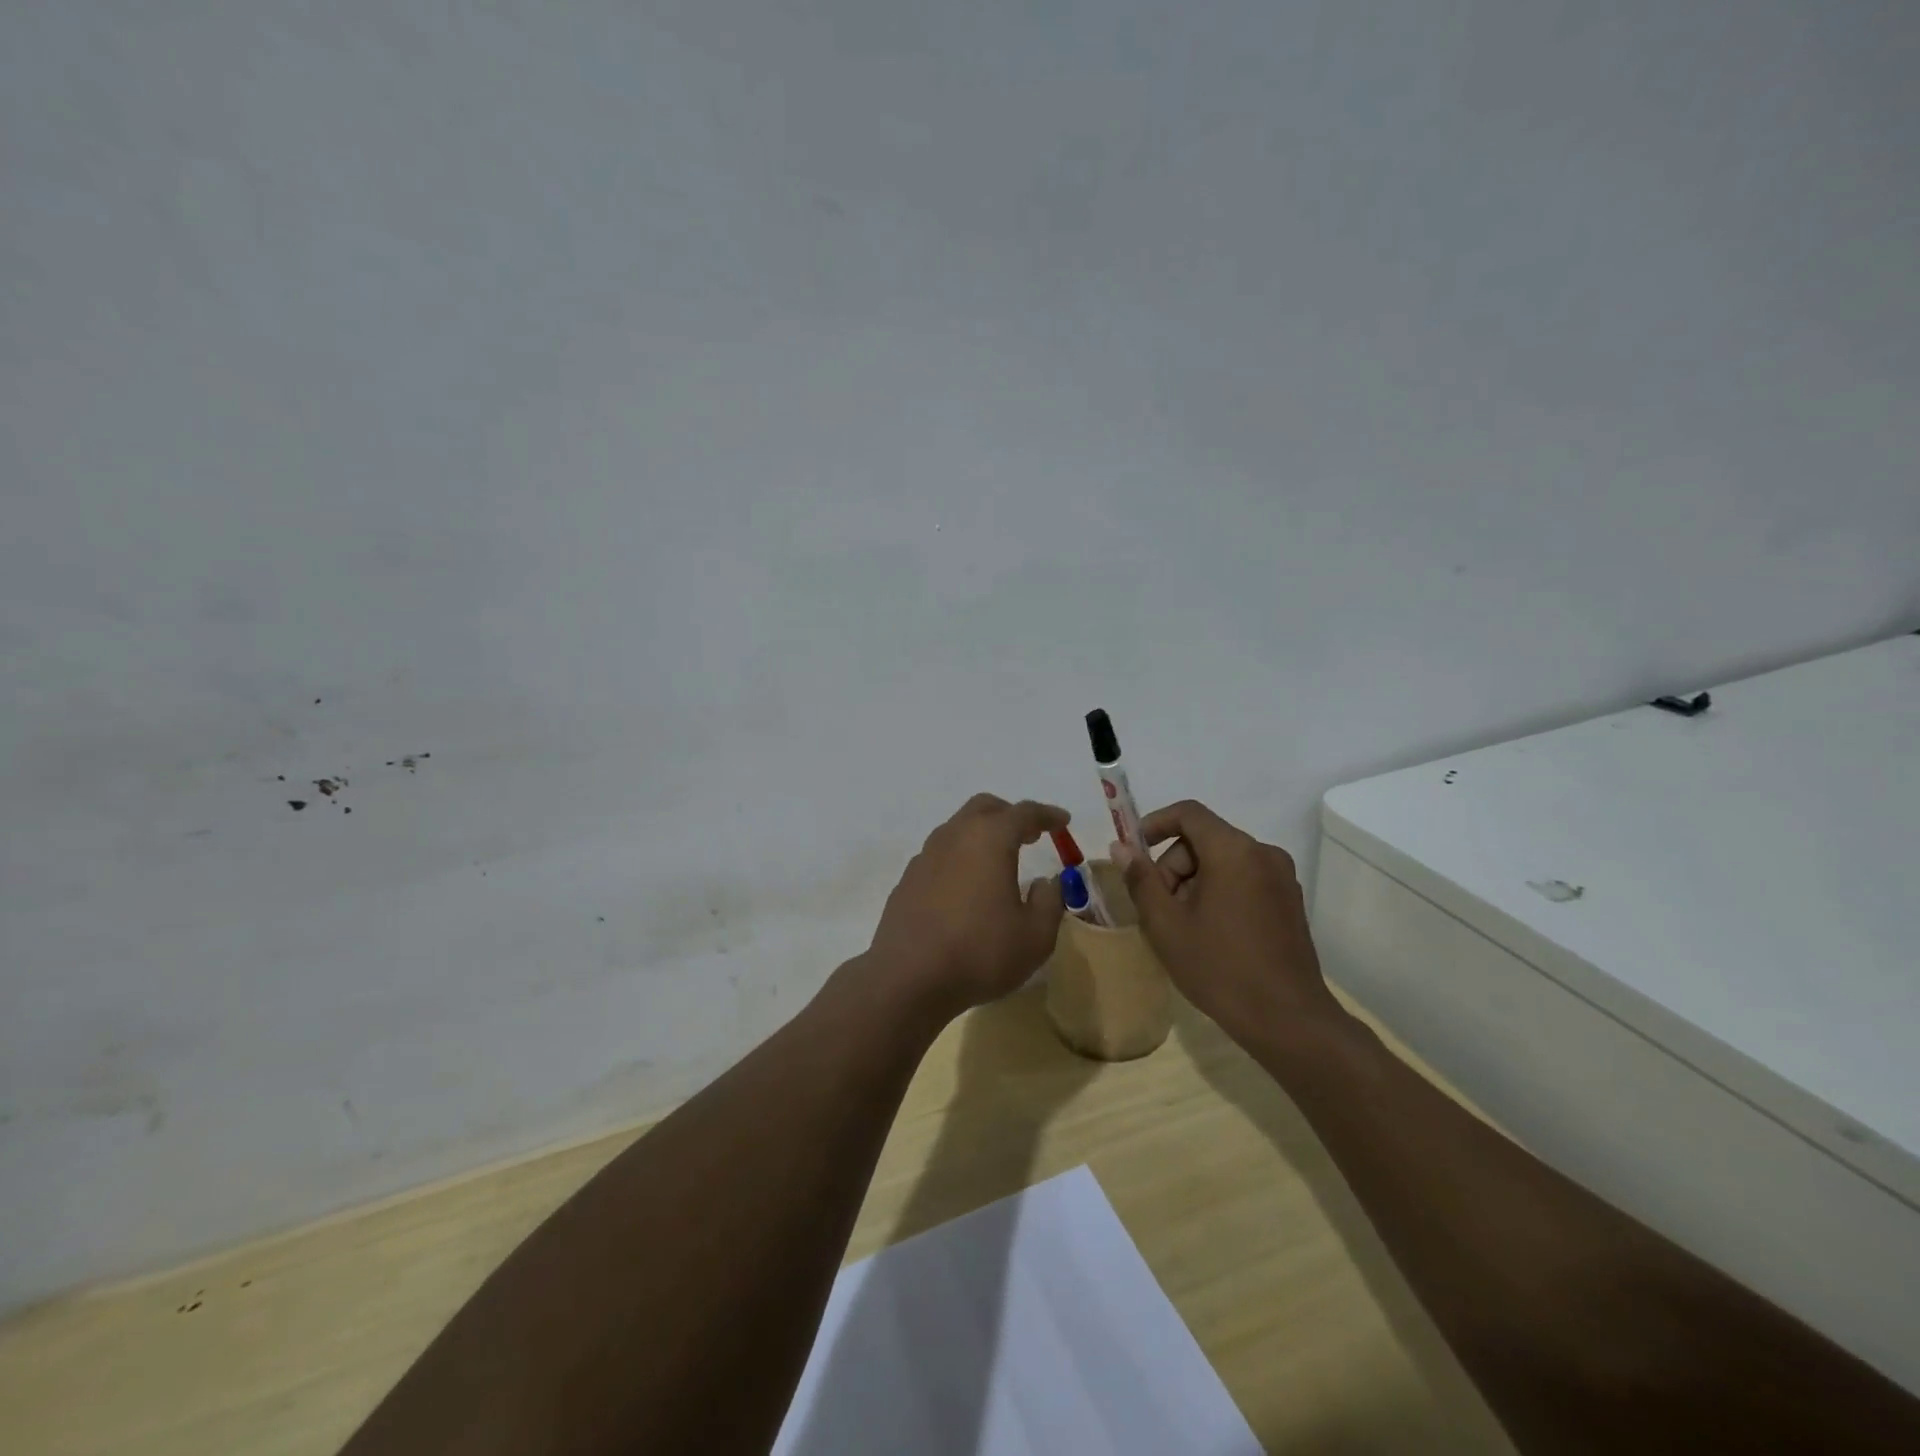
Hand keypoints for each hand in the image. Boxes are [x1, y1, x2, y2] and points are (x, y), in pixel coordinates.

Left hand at [863, 794, 1068, 1021]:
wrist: (908, 977)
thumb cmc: (980, 952)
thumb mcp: (1035, 936)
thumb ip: (1049, 902)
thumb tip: (1046, 883)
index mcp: (990, 839)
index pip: (1024, 813)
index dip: (1047, 815)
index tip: (1062, 821)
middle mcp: (955, 836)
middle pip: (984, 808)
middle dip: (1010, 815)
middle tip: (1030, 834)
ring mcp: (926, 856)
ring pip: (958, 828)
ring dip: (981, 834)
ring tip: (998, 860)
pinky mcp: (908, 879)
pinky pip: (940, 854)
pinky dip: (959, 857)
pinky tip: (966, 886)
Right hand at [1112, 800, 1337, 1049]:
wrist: (1287, 1020)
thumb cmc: (1219, 967)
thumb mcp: (1165, 924)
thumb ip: (1140, 879)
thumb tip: (1121, 848)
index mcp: (1233, 851)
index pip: (1188, 813)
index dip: (1155, 824)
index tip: (1134, 852)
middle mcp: (1263, 853)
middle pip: (1204, 840)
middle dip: (1174, 866)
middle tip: (1159, 908)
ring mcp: (1282, 878)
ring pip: (1223, 861)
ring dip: (1194, 882)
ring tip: (1183, 928)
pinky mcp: (1290, 901)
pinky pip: (1244, 880)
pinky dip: (1220, 893)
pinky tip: (1211, 934)